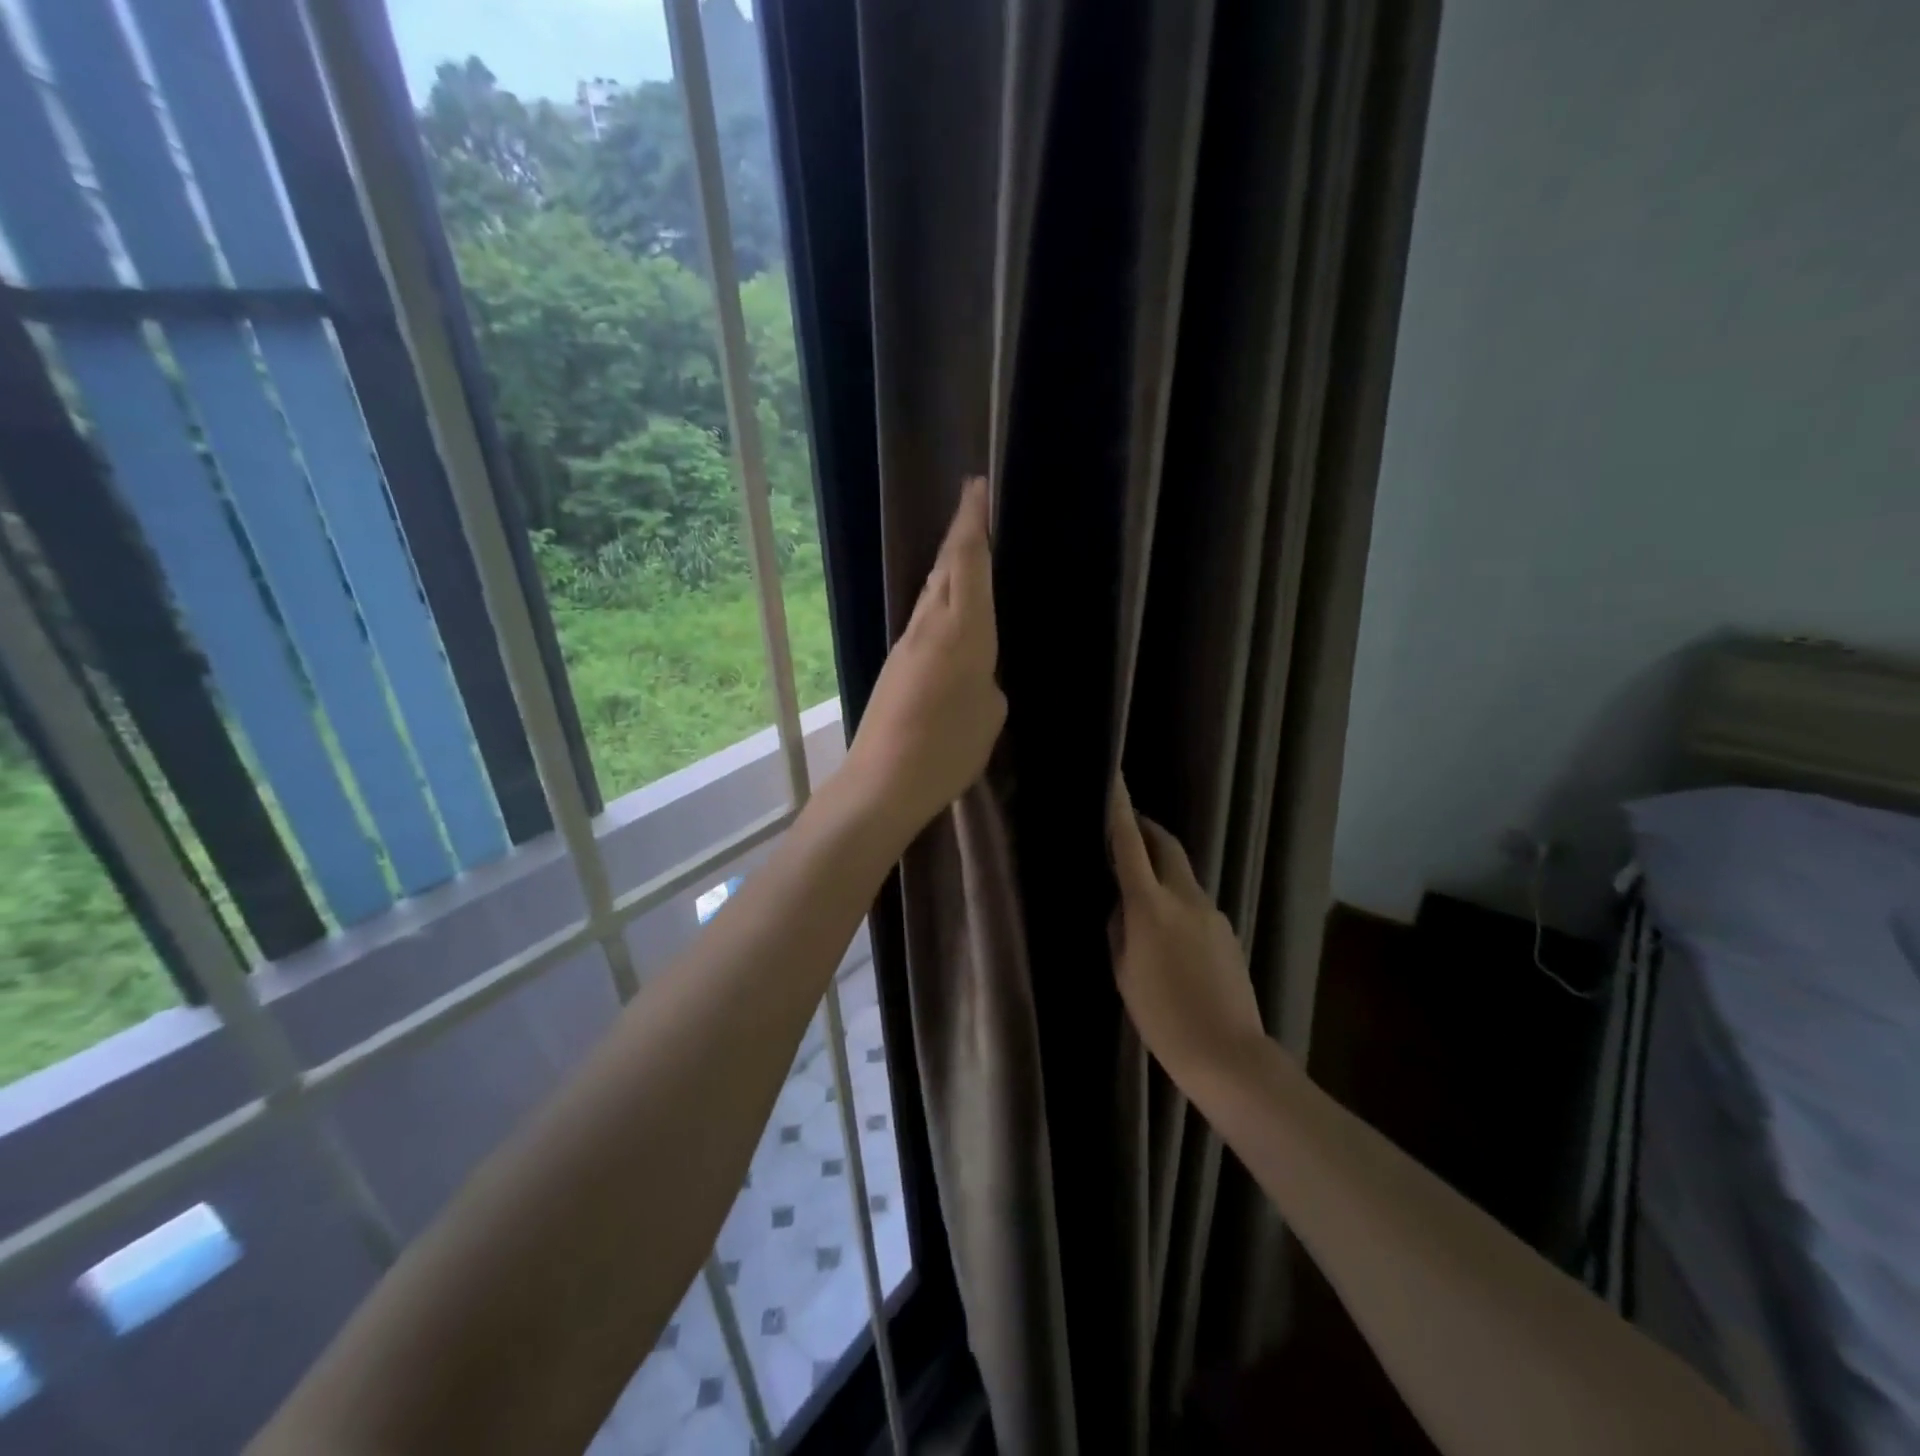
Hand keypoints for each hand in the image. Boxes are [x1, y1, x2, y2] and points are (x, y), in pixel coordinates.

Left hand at [843, 477, 1006, 841]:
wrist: (882, 781)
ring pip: (930, 590)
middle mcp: (930, 626)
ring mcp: (907, 644)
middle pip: (944, 567)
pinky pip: (923, 617)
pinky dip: (939, 599)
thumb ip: (987, 682)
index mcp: (962, 630)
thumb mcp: (989, 715)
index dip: (972, 522)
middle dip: (961, 533)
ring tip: (967, 549)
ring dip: (948, 564)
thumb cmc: (947, 748)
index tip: (976, 487)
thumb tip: (976, 674)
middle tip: (975, 507)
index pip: (968, 562)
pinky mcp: (895, 665)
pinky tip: (950, 610)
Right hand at [1109, 781, 1266, 1082]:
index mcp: (1151, 906)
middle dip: (1147, 829)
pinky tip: (1170, 933)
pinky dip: (1177, 900)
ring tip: (1141, 888)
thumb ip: (1119, 929)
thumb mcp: (1124, 972)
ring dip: (1162, 868)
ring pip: (1183, 875)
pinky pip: (1196, 902)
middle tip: (1128, 825)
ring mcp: (1212, 913)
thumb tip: (1120, 905)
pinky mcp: (1228, 931)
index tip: (1115, 778)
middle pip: (1167, 847)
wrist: (1228, 1054)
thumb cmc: (1163, 1017)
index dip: (1120, 809)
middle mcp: (1186, 898)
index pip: (1130, 845)